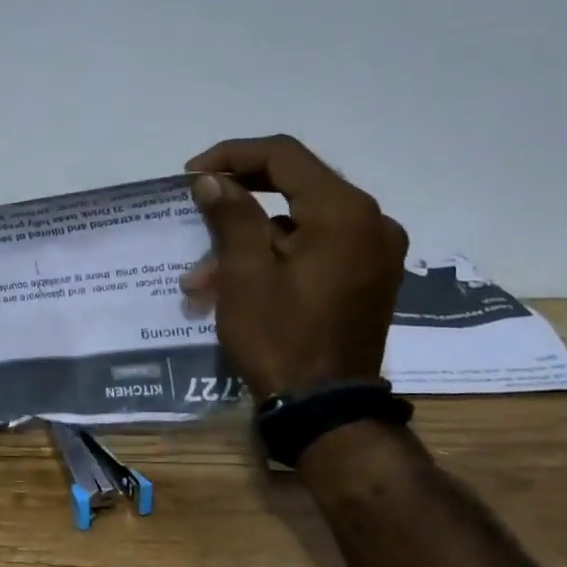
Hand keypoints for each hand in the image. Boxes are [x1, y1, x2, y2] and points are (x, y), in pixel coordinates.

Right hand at [180, 135, 406, 399]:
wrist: (324, 410)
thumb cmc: (281, 336)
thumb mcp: (245, 273)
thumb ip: (231, 215)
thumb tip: (212, 179)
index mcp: (345, 212)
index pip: (284, 156)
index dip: (232, 156)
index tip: (192, 177)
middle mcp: (370, 222)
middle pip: (295, 184)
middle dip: (239, 197)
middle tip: (197, 206)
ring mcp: (373, 252)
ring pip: (299, 222)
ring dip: (248, 238)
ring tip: (201, 275)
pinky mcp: (366, 278)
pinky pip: (314, 248)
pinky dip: (273, 256)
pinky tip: (233, 284)